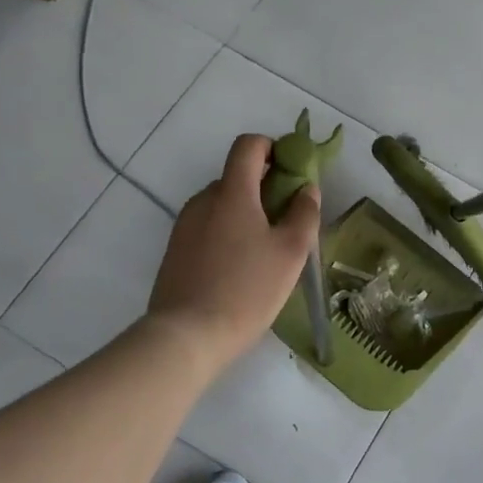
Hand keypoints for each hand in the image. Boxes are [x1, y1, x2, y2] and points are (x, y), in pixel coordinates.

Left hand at [148, 134, 320, 371]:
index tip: (291, 173)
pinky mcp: (176, 251)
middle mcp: (204, 200)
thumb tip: (306, 189)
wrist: (186, 335)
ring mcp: (185, 226)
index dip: (272, 148)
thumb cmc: (246, 289)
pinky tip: (241, 270)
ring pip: (223, 206)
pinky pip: (208, 228)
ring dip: (247, 215)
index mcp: (232, 193)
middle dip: (265, 189)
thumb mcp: (290, 252)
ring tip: (266, 253)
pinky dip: (228, 235)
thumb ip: (304, 213)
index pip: (248, 146)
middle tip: (288, 223)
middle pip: (237, 177)